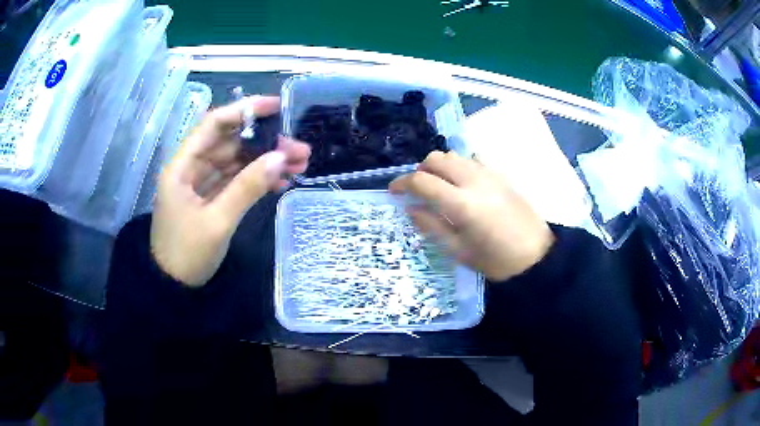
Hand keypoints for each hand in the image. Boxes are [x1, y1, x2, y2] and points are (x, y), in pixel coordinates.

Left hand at [151, 96, 310, 286]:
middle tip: (299, 148)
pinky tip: (281, 181)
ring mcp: (202, 184)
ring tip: (300, 164)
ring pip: (236, 163)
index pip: (213, 125)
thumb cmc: (187, 254)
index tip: (277, 106)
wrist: (174, 287)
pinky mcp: (211, 199)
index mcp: (182, 166)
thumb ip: (247, 187)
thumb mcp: (218, 221)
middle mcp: (191, 168)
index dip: (244, 111)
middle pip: (230, 144)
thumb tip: (280, 157)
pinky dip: (257, 180)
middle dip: (265, 143)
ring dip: (265, 162)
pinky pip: (236, 181)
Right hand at [390, 151, 554, 281]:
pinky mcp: (501, 175)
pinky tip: (462, 184)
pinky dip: (459, 166)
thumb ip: (432, 225)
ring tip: (439, 186)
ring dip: (440, 166)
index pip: (422, 180)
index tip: (394, 191)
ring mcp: (490, 174)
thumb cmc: (495, 261)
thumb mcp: (458, 250)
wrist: (536, 256)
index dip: (402, 183)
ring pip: (454, 155)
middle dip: (421, 170)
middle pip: (437, 158)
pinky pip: (473, 160)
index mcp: (461, 203)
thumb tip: (411, 208)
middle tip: (418, 189)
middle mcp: (474, 180)